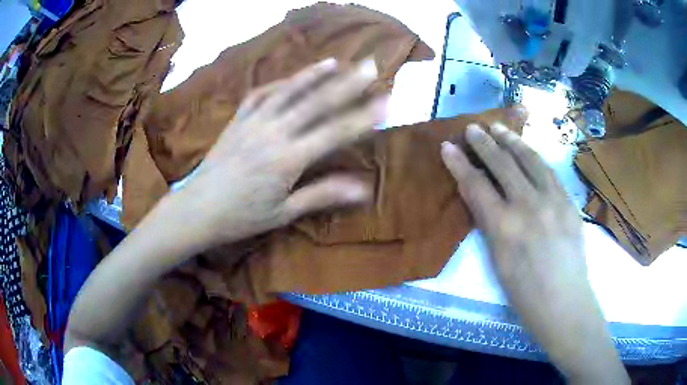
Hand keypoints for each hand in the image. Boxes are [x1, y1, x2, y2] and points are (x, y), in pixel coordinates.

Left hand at [173, 58, 384, 248]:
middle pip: (317, 102)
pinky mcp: (238, 120)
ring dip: (314, 75)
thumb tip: (362, 189)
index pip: (335, 132)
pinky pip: (260, 95)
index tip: (385, 101)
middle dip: (348, 83)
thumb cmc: (241, 217)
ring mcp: (253, 122)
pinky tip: (290, 78)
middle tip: (370, 66)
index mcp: (288, 158)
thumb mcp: (283, 212)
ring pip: (289, 91)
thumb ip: (322, 195)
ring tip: (336, 62)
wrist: (197, 209)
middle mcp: (274, 132)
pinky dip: (278, 84)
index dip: (363, 117)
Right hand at [440, 123, 627, 383]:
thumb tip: (482, 197)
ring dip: (512, 140)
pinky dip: (534, 156)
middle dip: (484, 143)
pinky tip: (527, 150)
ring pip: (529, 160)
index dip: (459, 164)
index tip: (448, 146)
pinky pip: (549, 171)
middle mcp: (528, 206)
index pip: (476, 185)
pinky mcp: (569, 201)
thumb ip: (490, 224)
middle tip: (473, 128)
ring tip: (499, 127)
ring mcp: (553, 200)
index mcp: (504, 227)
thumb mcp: (497, 261)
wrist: (564, 301)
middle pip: (502, 164)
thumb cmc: (524, 292)